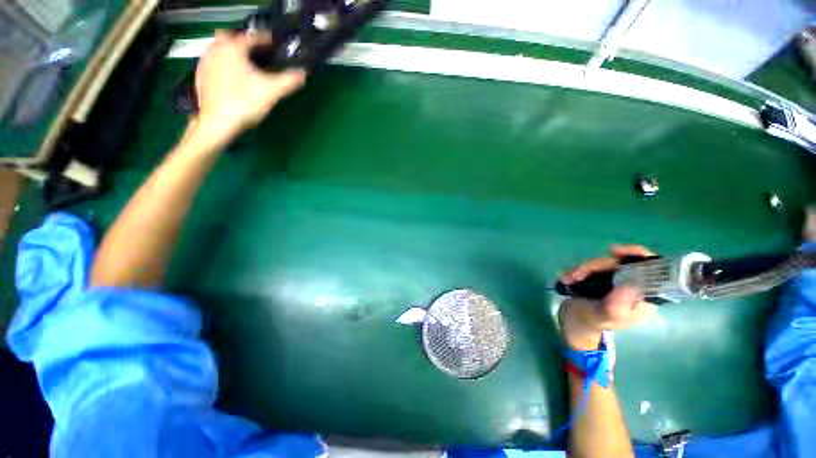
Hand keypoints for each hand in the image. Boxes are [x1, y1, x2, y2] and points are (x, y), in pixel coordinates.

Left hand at [194, 31, 305, 139]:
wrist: (218, 122)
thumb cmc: (245, 103)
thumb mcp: (272, 91)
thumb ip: (289, 80)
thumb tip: (303, 73)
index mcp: (234, 48)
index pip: (253, 37)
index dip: (266, 39)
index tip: (274, 42)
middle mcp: (217, 49)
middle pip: (228, 36)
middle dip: (242, 40)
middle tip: (255, 51)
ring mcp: (205, 62)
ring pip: (218, 48)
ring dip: (231, 51)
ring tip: (243, 63)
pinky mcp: (201, 76)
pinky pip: (212, 61)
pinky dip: (222, 63)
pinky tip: (230, 75)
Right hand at [557, 245, 657, 350]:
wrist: (573, 322)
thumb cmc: (592, 322)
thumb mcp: (606, 316)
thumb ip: (618, 304)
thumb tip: (630, 283)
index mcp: (644, 296)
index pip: (652, 270)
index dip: (636, 255)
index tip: (615, 252)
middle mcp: (633, 284)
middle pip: (621, 262)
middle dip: (597, 266)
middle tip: (578, 274)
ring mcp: (615, 279)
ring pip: (603, 263)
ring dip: (583, 269)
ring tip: (569, 279)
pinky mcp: (600, 276)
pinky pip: (591, 266)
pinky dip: (578, 270)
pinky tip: (567, 278)